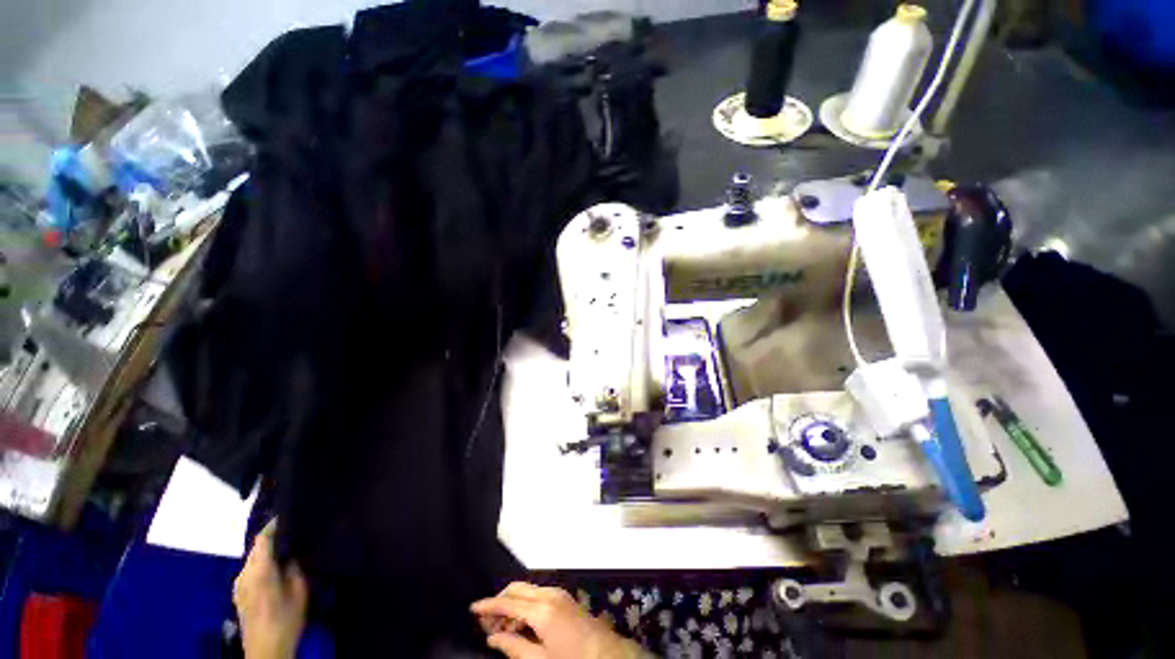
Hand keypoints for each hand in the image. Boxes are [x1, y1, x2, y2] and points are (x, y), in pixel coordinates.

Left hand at [233, 520, 308, 658]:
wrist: (265, 651)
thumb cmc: (285, 619)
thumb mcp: (299, 591)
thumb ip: (294, 567)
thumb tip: (293, 552)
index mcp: (258, 570)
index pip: (262, 539)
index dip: (274, 525)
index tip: (290, 514)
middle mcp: (243, 574)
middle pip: (256, 549)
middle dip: (272, 539)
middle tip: (294, 531)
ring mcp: (239, 586)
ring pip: (253, 560)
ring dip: (267, 552)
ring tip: (287, 548)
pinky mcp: (239, 595)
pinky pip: (250, 570)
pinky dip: (262, 563)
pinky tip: (276, 568)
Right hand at [471, 582, 645, 658]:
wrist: (606, 655)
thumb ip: (514, 647)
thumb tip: (493, 638)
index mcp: (542, 610)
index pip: (508, 602)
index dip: (489, 605)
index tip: (472, 608)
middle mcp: (549, 594)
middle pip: (517, 589)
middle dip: (500, 601)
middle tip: (486, 624)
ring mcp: (558, 593)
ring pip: (527, 591)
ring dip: (512, 605)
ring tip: (502, 629)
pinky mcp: (564, 597)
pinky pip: (538, 595)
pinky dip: (525, 605)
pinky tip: (521, 625)